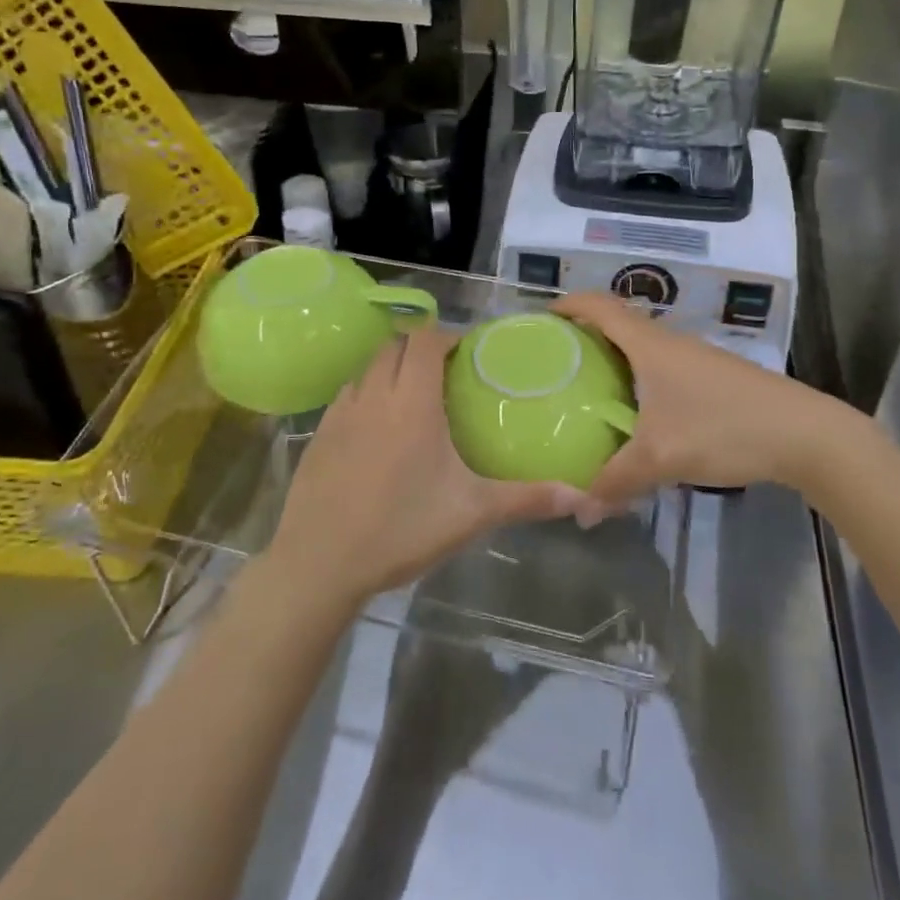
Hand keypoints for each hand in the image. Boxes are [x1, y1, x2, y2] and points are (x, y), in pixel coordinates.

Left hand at [265, 326, 597, 610]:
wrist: (319, 563)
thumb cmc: (401, 529)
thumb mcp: (471, 513)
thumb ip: (527, 499)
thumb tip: (582, 498)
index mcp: (412, 402)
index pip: (426, 340)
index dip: (447, 336)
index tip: (468, 354)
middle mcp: (374, 395)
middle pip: (396, 345)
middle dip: (421, 347)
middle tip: (447, 373)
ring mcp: (340, 413)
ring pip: (368, 367)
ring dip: (392, 367)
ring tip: (414, 396)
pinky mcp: (317, 434)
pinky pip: (347, 394)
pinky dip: (366, 393)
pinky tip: (377, 429)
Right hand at [555, 292, 846, 505]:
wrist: (805, 434)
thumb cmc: (724, 428)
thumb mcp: (662, 458)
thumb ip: (615, 482)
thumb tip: (579, 512)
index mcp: (649, 344)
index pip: (599, 306)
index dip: (568, 305)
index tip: (541, 320)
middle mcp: (669, 341)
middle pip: (618, 323)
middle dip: (584, 335)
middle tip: (555, 363)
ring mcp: (694, 358)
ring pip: (642, 347)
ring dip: (613, 358)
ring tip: (587, 389)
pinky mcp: (712, 377)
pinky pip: (661, 366)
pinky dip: (638, 377)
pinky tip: (636, 413)